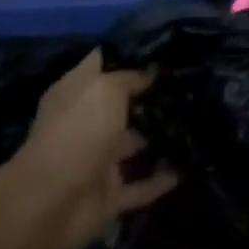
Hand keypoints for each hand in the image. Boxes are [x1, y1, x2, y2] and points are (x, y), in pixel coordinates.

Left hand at [6, 51, 177, 248]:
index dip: (129, 53)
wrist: (52, 203)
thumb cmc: (78, 131)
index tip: (165, 45)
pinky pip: (141, 186)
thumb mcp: (106, 88)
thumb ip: (130, 77)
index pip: (102, 64)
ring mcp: (97, 162)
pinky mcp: (109, 195)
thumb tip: (150, 72)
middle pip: (122, 106)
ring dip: (159, 137)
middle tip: (190, 81)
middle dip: (152, 96)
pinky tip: (188, 166)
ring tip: (197, 120)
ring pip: (134, 145)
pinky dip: (161, 180)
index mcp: (75, 96)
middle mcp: (85, 125)